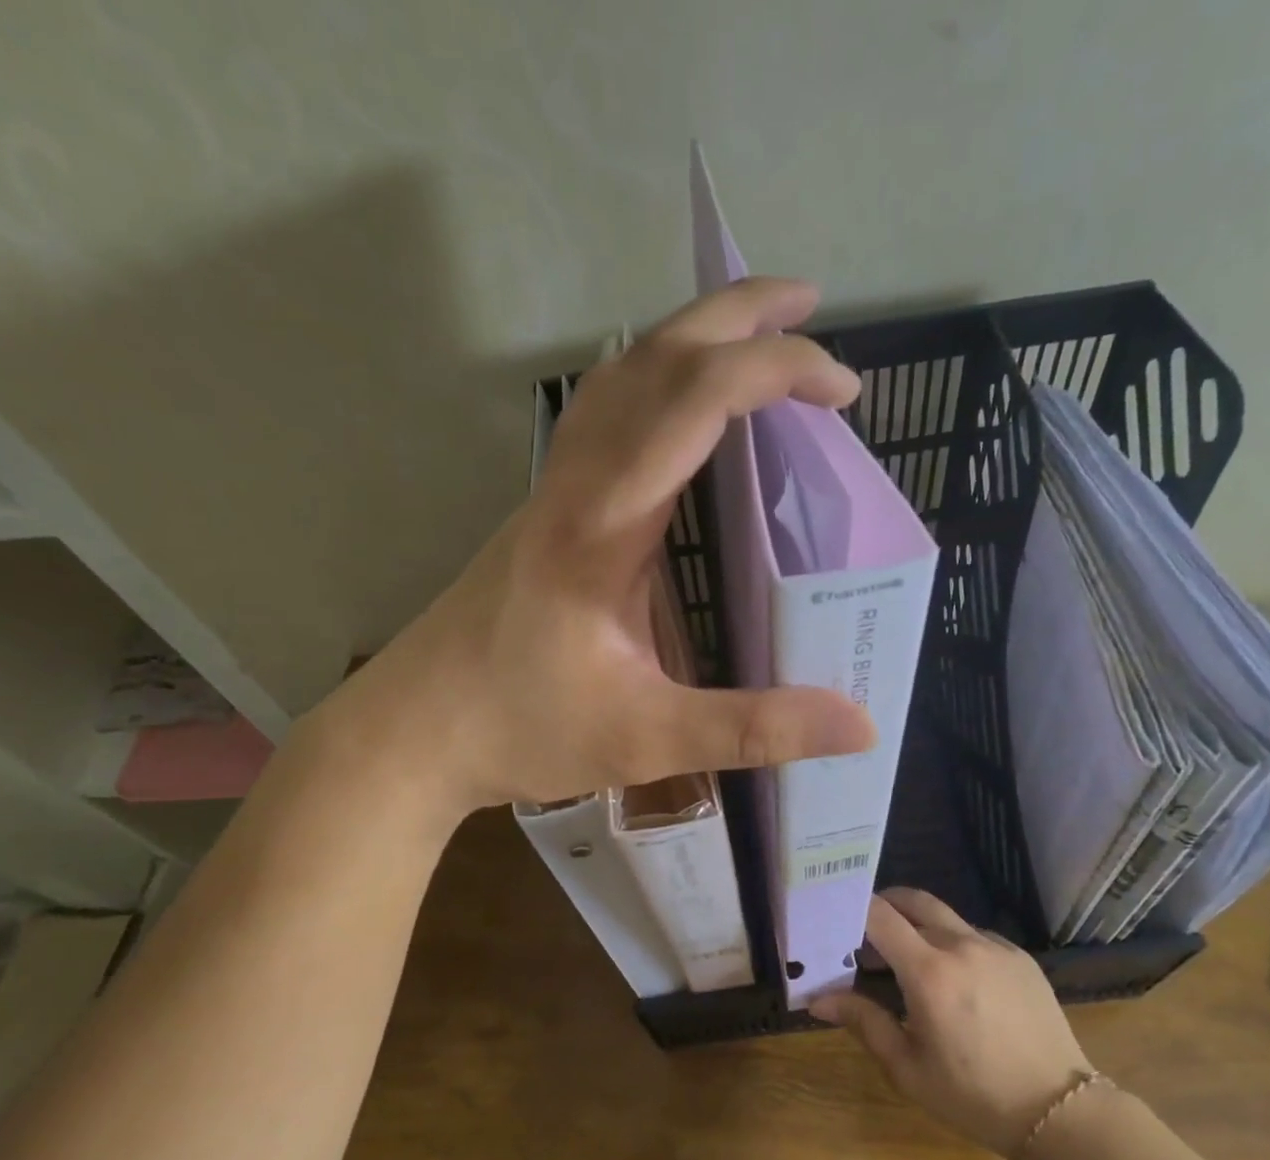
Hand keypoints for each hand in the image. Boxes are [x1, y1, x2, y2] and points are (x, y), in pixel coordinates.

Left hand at [319, 277, 876, 811]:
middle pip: (651, 360)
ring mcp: (550, 497)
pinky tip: (680, 424)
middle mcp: (573, 489)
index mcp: (600, 525)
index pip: (693, 402)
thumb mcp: (645, 739)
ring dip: (688, 343)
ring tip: (753, 344)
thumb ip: (751, 728)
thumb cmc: (518, 731)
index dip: (774, 372)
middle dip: (735, 319)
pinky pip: (600, 422)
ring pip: (617, 381)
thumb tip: (859, 727)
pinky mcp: (541, 519)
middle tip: (809, 310)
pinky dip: (654, 390)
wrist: (410, 733)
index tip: (841, 391)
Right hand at [812, 889, 1095, 1158]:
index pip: (879, 914)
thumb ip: (863, 1022)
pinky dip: (954, 943)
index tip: (835, 919)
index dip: (853, 908)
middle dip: (884, 905)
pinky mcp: (1021, 958)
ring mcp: (996, 948)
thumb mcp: (908, 1067)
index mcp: (929, 972)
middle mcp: (962, 945)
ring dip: (919, 926)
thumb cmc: (973, 1096)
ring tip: (910, 962)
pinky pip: (976, 935)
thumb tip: (818, 1000)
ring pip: (945, 917)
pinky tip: (957, 980)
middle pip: (913, 900)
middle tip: (867, 933)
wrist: (1061, 1112)